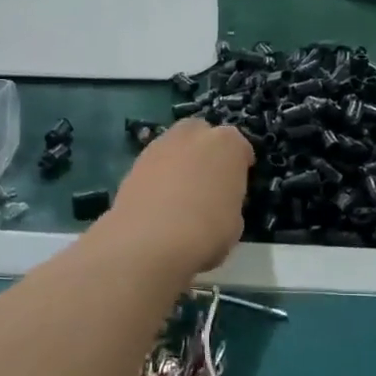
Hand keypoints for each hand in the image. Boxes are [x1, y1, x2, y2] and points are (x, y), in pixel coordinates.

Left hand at [100, 118, 252, 275]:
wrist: (149, 241)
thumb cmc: (206, 231)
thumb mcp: (235, 222)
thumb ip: (228, 201)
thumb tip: (218, 202)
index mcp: (228, 144)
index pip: (241, 148)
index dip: (240, 168)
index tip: (237, 186)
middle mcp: (194, 134)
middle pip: (204, 135)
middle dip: (207, 153)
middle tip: (207, 182)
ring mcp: (160, 144)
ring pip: (176, 147)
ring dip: (180, 163)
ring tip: (180, 195)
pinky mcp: (134, 162)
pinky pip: (155, 165)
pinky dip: (158, 177)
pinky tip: (158, 203)